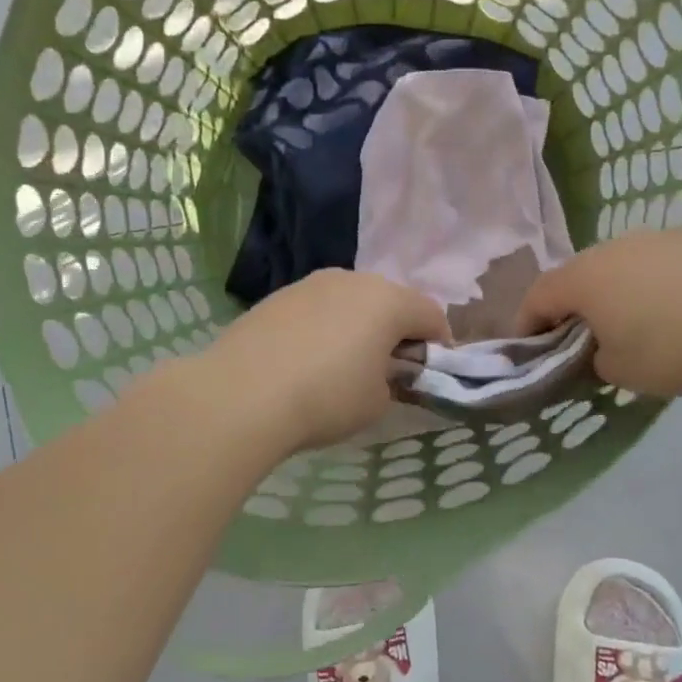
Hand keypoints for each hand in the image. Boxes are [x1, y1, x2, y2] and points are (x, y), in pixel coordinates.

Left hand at [201, 269, 450, 451]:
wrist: (242, 394)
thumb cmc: (326, 398)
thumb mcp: (376, 401)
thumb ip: (391, 380)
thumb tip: (378, 371)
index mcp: (388, 300)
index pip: (431, 314)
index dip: (439, 344)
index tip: (430, 372)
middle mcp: (353, 280)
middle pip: (390, 301)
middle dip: (396, 330)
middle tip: (388, 367)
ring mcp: (310, 283)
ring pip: (350, 301)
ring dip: (357, 325)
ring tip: (342, 364)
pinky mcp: (277, 296)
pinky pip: (316, 309)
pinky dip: (322, 328)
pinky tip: (305, 361)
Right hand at [516, 228, 681, 396]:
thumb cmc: (675, 347)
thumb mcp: (622, 372)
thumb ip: (596, 359)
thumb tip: (602, 348)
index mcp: (584, 278)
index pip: (538, 296)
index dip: (527, 322)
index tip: (530, 346)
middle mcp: (613, 247)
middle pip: (579, 276)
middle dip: (575, 306)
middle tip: (584, 338)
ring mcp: (656, 236)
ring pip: (622, 265)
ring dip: (618, 291)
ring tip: (639, 321)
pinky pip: (661, 261)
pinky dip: (658, 282)